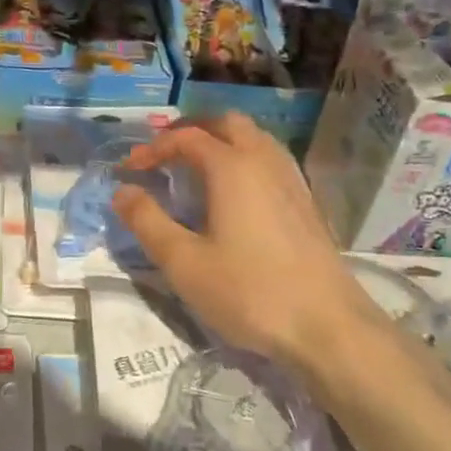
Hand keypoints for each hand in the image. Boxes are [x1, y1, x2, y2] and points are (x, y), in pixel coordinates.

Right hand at [111, 114, 383, 369]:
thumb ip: (147, 222)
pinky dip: (243, 158)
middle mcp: (264, 161)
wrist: (329, 327)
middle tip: (164, 154)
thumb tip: (122, 191)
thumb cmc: (250, 292)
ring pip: (254, 137)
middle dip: (190, 130)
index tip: (129, 169)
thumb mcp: (184, 263)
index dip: (153, 148)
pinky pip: (270, 159)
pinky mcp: (306, 202)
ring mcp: (291, 180)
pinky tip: (234, 193)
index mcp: (232, 167)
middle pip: (226, 123)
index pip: (186, 137)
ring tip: (195, 168)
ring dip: (220, 141)